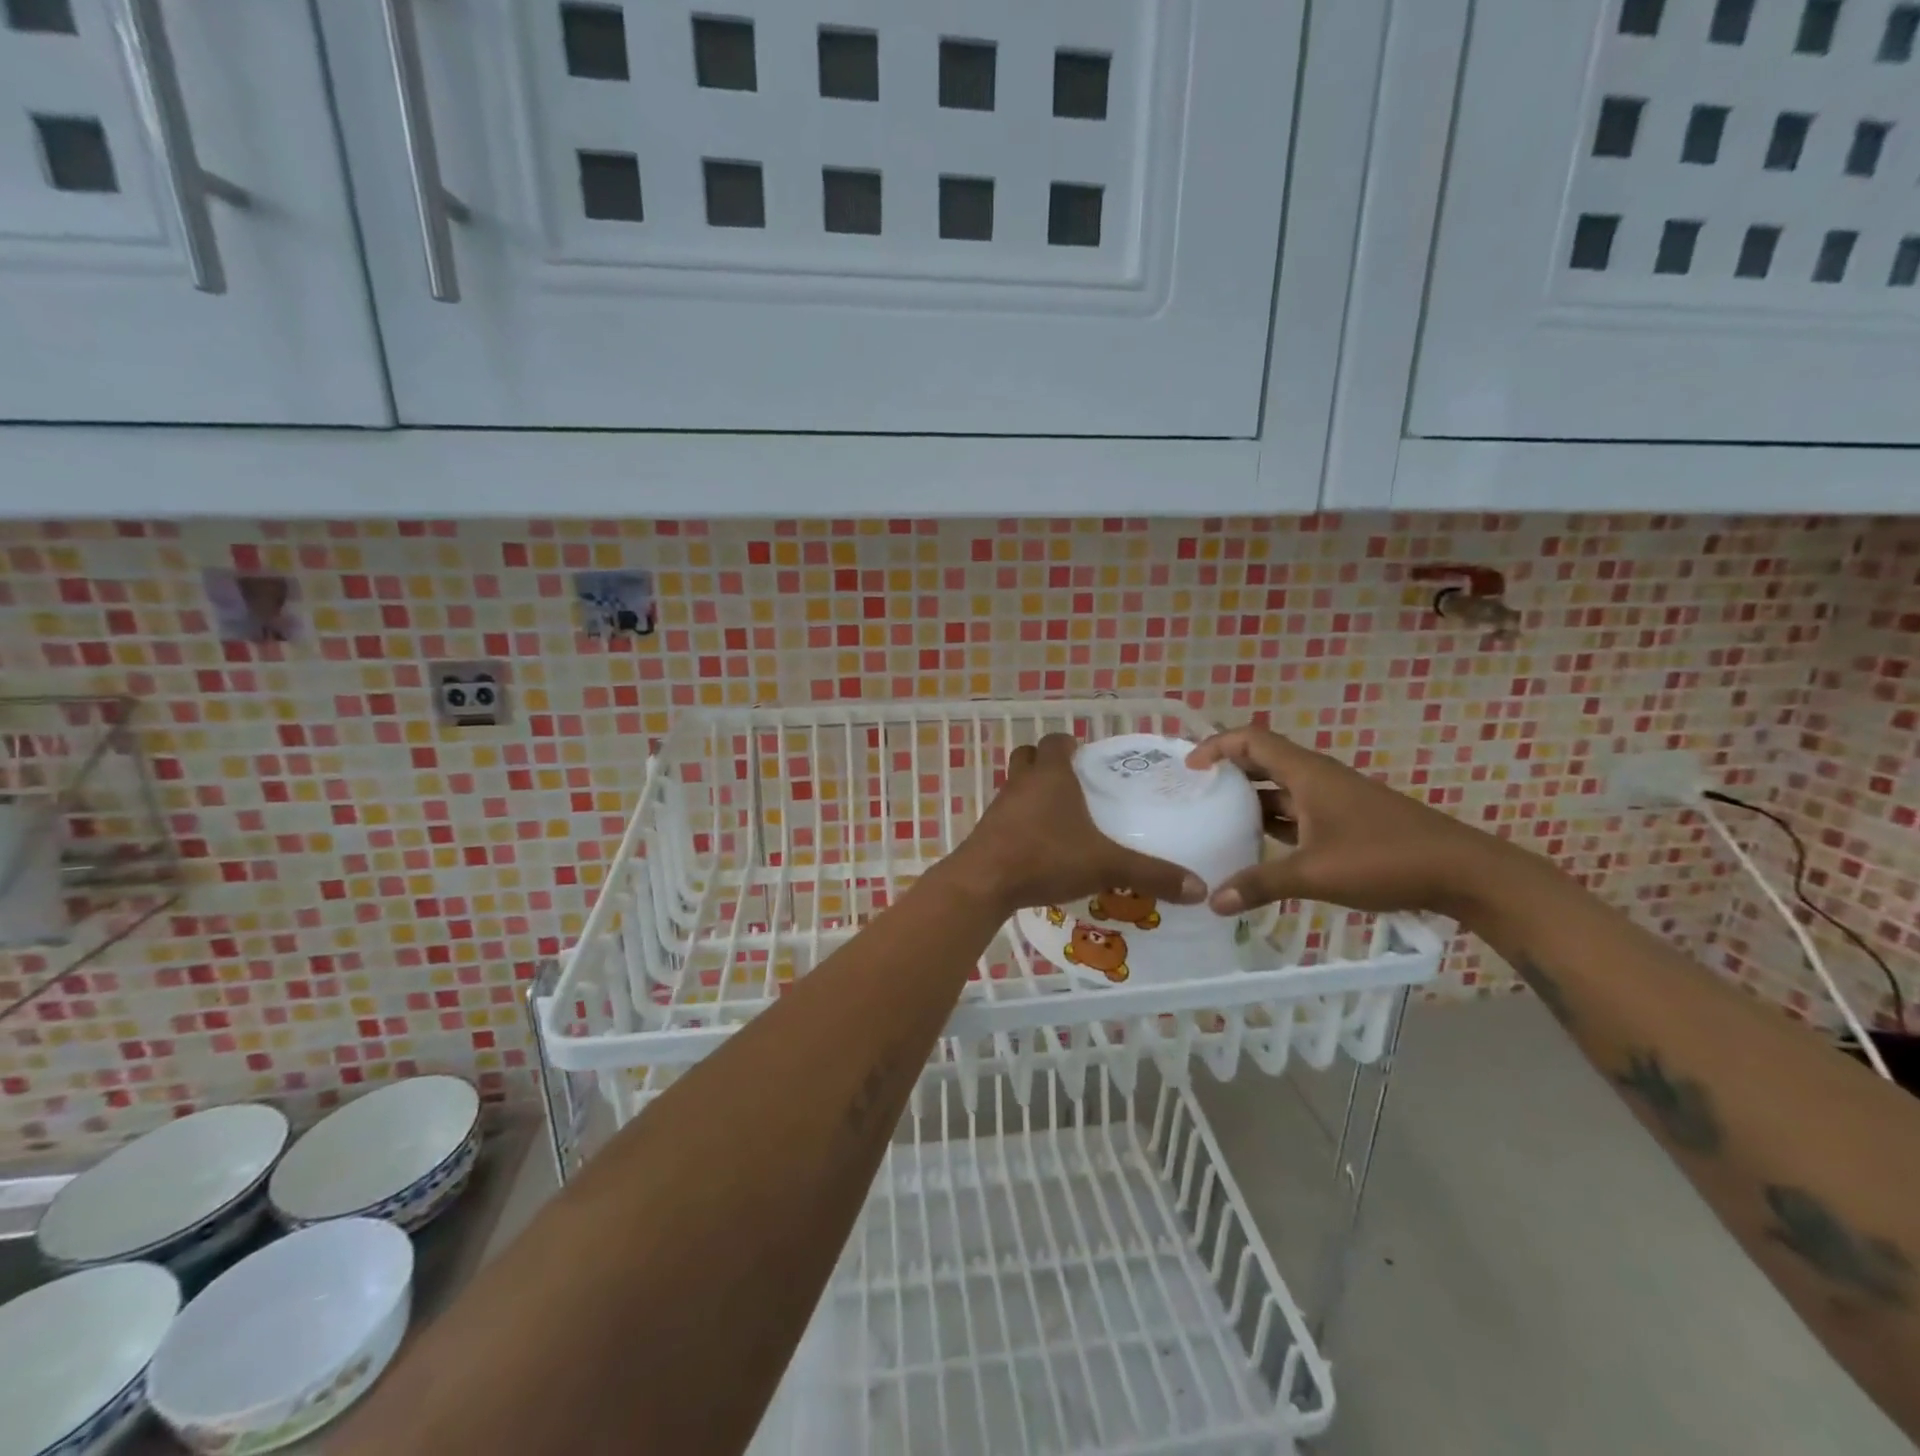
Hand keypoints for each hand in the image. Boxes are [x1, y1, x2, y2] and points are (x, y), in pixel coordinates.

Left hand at [947, 734, 1206, 915]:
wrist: (984, 882)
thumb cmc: (1045, 857)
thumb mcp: (1105, 865)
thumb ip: (1151, 874)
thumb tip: (1199, 888)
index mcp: (1050, 775)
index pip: (1055, 741)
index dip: (1068, 744)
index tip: (1085, 756)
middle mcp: (1021, 783)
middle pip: (1028, 757)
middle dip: (1047, 763)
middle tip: (1073, 783)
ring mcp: (999, 807)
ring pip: (1015, 786)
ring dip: (1032, 793)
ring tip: (1060, 817)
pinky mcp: (987, 831)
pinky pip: (1006, 816)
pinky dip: (1021, 822)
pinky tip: (1039, 846)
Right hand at [1186, 726, 1519, 922]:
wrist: (1462, 872)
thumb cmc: (1384, 859)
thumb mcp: (1314, 873)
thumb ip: (1259, 884)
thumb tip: (1211, 902)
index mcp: (1307, 774)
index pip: (1251, 740)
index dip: (1215, 746)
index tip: (1188, 769)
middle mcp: (1317, 779)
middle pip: (1262, 761)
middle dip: (1226, 772)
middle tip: (1193, 793)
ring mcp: (1334, 800)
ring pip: (1280, 789)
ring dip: (1249, 799)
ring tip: (1214, 818)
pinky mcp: (1346, 822)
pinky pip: (1297, 812)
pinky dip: (1272, 822)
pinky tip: (1256, 845)